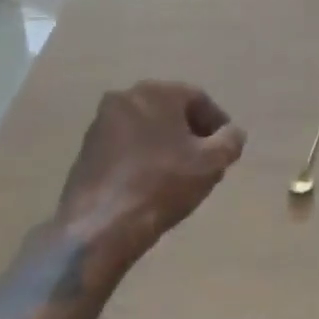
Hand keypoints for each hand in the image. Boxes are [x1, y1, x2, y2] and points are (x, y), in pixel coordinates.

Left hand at [57, 82, 245, 277]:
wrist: (100, 226)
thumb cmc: (162, 185)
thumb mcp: (211, 164)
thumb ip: (230, 141)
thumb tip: (233, 133)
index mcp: (156, 92)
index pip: (198, 99)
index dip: (217, 123)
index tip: (226, 148)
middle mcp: (125, 97)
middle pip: (170, 110)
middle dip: (190, 132)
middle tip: (205, 160)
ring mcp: (100, 123)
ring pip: (146, 126)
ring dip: (165, 143)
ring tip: (179, 173)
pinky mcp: (86, 149)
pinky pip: (125, 144)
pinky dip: (142, 155)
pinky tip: (151, 181)